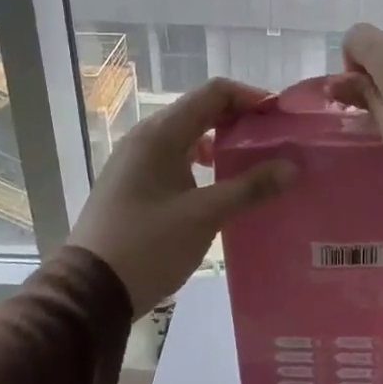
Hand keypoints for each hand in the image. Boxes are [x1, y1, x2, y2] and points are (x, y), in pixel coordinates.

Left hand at [67, 78, 295, 315]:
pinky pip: (174, 156)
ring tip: (255, 162)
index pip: (214, 93)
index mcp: (161, 133)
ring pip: (188, 134)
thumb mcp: (205, 215)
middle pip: (201, 110)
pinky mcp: (133, 182)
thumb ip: (250, 187)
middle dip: (241, 119)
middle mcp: (146, 136)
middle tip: (276, 140)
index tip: (281, 118)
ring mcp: (136, 159)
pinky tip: (221, 184)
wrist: (90, 290)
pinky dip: (202, 161)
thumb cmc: (148, 245)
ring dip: (222, 141)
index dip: (251, 98)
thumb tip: (292, 167)